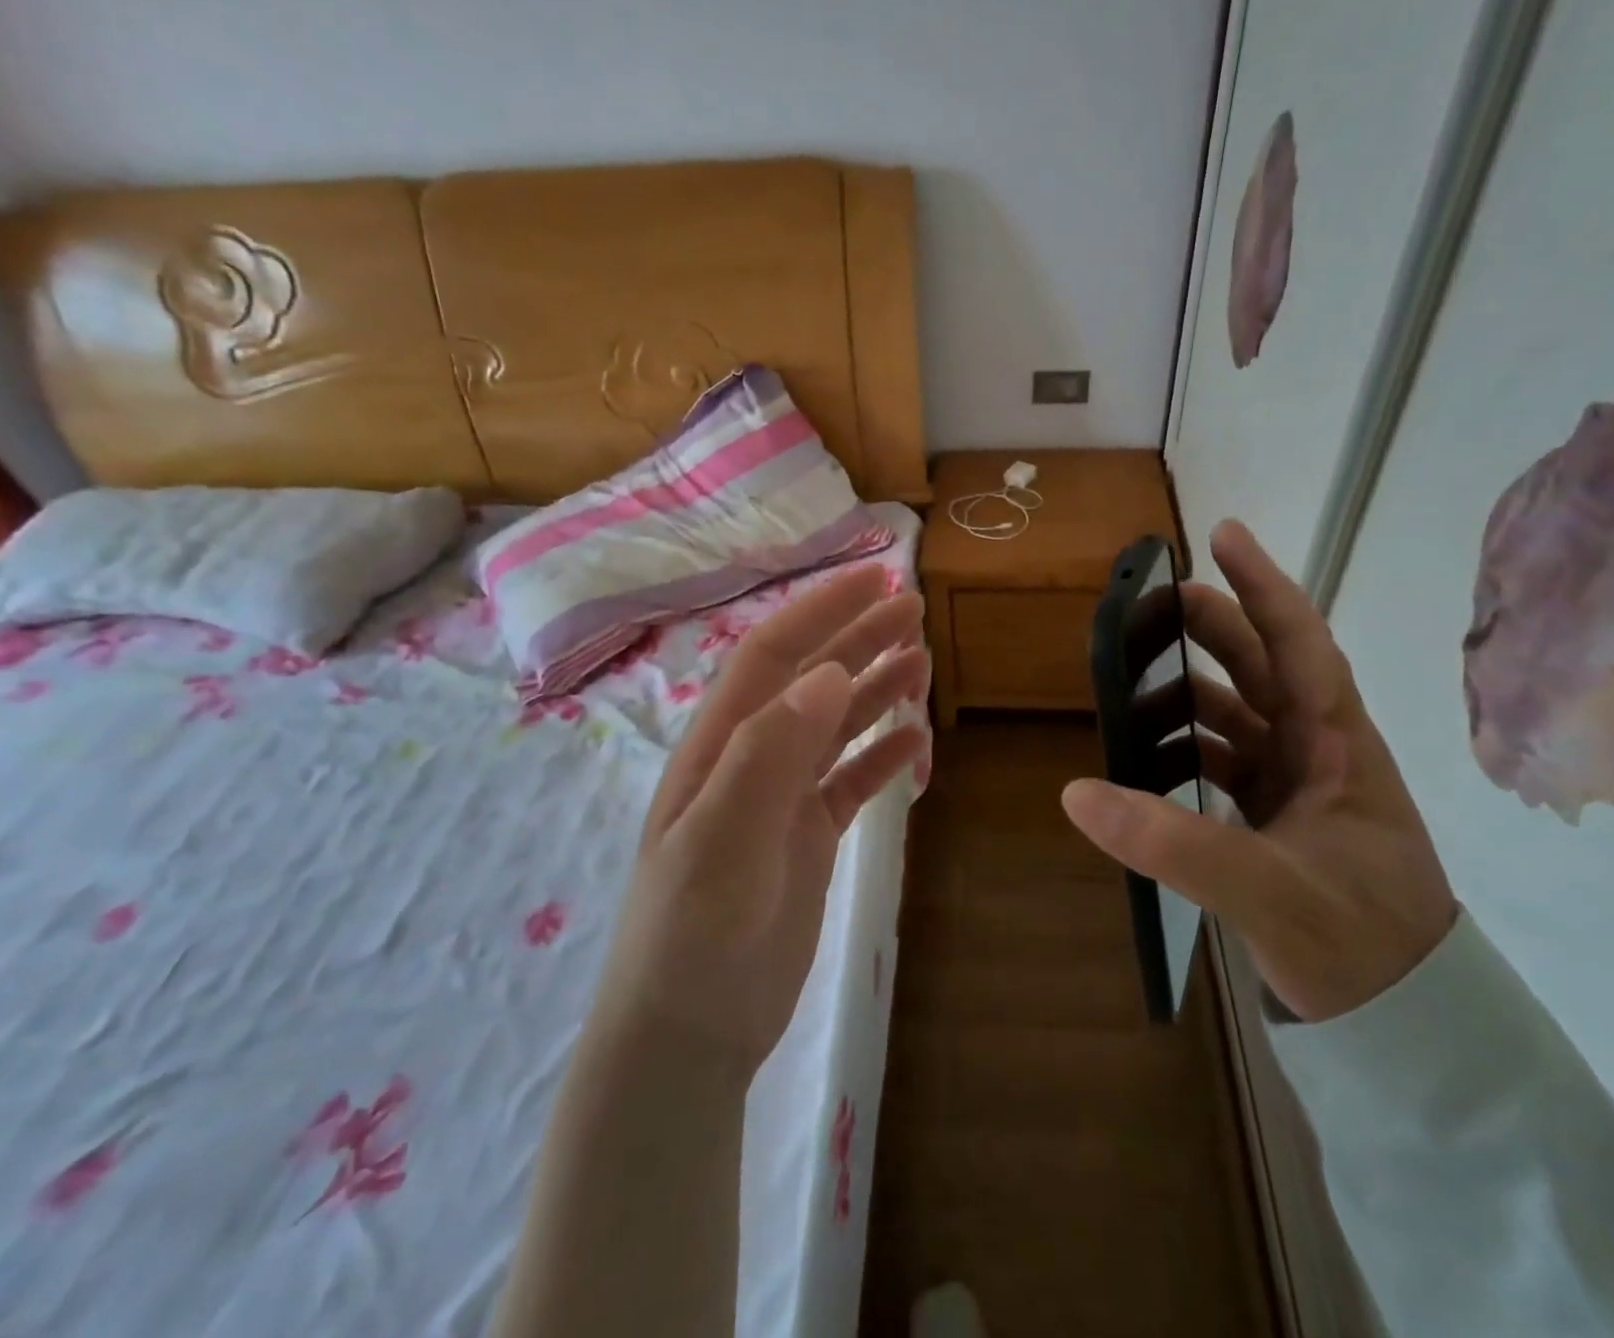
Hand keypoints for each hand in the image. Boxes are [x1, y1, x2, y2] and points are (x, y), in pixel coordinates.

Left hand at [597, 565, 928, 1081]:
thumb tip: (827, 674)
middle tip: (915, 611)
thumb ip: (769, 754)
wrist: (690, 1035)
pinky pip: (852, 781)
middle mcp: (752, 759)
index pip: (774, 656)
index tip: (876, 579)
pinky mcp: (809, 838)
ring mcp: (782, 799)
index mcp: (722, 746)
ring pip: (836, 726)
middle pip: (812, 680)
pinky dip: (883, 756)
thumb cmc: (693, 936)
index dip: (821, 611)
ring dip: (876, 690)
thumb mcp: (720, 841)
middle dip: (859, 638)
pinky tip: (915, 743)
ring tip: (923, 665)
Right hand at [1062, 521, 1455, 1022]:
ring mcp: (1298, 783)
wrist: (1404, 1020)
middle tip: (1150, 607)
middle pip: (1261, 666)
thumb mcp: (1267, 891)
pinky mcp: (1278, 815)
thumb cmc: (1359, 944)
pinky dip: (1185, 747)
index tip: (1223, 534)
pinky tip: (1148, 758)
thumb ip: (1174, 842)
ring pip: (1238, 712)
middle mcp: (1319, 750)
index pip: (1300, 642)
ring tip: (1132, 687)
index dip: (1262, 584)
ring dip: (1189, 691)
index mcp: (1337, 744)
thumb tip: (1077, 792)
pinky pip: (1224, 759)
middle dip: (1211, 627)